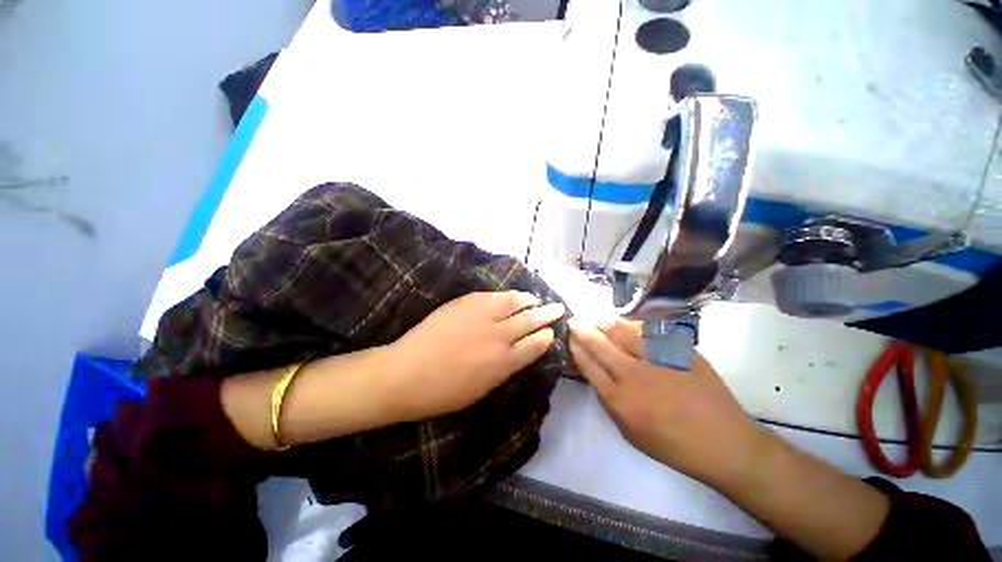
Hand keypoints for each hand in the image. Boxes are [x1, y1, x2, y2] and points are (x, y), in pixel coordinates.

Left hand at [385, 291, 565, 421]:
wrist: (406, 373)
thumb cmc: (443, 392)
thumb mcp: (482, 389)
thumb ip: (504, 368)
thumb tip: (518, 352)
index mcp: (504, 363)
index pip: (535, 344)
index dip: (546, 336)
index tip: (551, 332)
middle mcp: (498, 336)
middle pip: (530, 320)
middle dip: (547, 313)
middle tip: (557, 307)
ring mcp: (482, 316)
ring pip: (514, 302)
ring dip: (529, 299)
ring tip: (536, 298)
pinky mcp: (466, 303)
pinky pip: (493, 295)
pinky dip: (506, 294)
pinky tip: (511, 294)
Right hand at [568, 318, 770, 488]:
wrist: (725, 443)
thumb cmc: (674, 445)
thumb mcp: (630, 434)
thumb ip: (609, 402)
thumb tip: (596, 375)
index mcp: (620, 400)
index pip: (588, 365)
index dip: (576, 348)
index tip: (569, 338)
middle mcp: (634, 375)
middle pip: (599, 345)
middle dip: (582, 329)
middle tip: (574, 320)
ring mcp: (657, 360)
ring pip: (622, 332)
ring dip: (604, 322)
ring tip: (595, 316)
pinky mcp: (679, 351)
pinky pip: (649, 331)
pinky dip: (633, 324)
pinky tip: (626, 322)